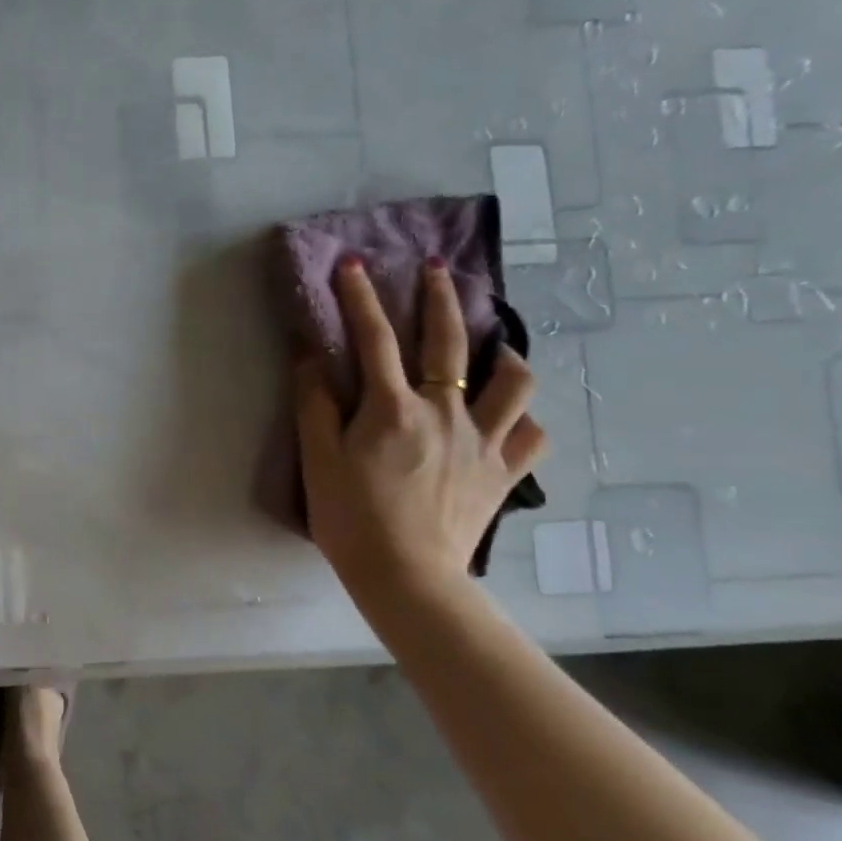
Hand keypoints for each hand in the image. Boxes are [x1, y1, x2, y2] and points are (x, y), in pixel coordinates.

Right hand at [295, 257, 546, 600]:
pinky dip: (522, 417)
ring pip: (513, 382)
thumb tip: (311, 357)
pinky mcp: (504, 474)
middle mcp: (446, 413)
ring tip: (493, 346)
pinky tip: (509, 417)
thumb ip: (315, 404)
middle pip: (449, 342)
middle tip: (436, 268)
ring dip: (503, 354)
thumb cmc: (350, 518)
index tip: (352, 263)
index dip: (360, 298)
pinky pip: (530, 434)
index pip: (374, 339)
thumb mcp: (318, 459)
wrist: (406, 577)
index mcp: (393, 409)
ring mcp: (484, 442)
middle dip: (440, 297)